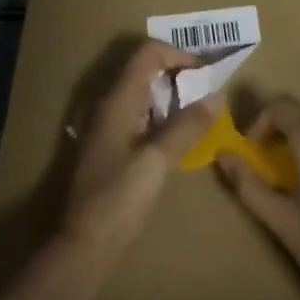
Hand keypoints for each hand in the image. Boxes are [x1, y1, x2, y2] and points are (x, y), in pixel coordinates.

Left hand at [59, 40, 216, 261]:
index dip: (178, 55)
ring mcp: (106, 126)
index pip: (147, 53)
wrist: (83, 246)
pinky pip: (138, 116)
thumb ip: (186, 126)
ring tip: (198, 116)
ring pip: (142, 94)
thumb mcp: (157, 160)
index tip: (205, 74)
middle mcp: (109, 105)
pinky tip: (177, 140)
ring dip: (170, 97)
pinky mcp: (109, 147)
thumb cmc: (119, 199)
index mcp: (118, 100)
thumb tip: (216, 98)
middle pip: (144, 69)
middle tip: (206, 94)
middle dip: (177, 75)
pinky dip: (160, 117)